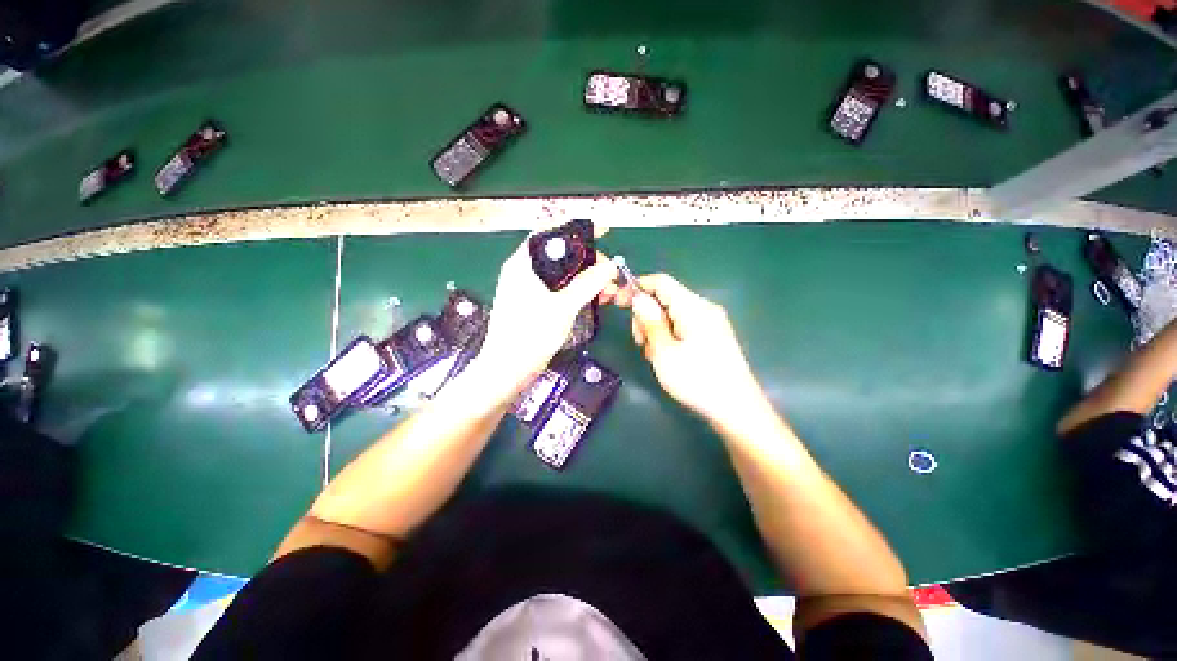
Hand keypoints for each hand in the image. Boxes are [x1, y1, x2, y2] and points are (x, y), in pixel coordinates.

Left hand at [476, 238, 616, 396]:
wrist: (507, 371)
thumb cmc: (531, 335)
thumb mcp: (564, 306)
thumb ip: (588, 283)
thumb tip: (611, 265)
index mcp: (523, 263)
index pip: (550, 233)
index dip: (576, 229)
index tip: (602, 232)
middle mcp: (523, 272)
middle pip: (559, 254)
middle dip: (587, 260)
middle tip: (609, 272)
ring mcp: (527, 289)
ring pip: (562, 275)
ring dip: (585, 279)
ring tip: (608, 290)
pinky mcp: (533, 305)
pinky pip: (559, 290)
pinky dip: (576, 292)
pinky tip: (594, 299)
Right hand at [610, 274, 764, 421]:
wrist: (737, 409)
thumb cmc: (697, 380)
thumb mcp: (664, 352)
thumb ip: (650, 321)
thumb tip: (639, 298)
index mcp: (693, 307)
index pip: (661, 282)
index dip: (637, 287)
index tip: (618, 302)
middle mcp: (703, 308)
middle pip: (665, 298)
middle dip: (646, 315)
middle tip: (640, 342)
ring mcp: (710, 322)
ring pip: (672, 314)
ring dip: (656, 330)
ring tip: (655, 356)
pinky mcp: (712, 336)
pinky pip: (683, 326)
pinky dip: (669, 337)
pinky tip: (668, 358)